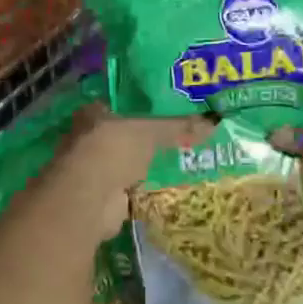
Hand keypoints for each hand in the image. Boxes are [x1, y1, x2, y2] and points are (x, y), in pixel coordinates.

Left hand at [46, 106, 214, 240]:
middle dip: (145, 140)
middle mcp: (88, 139)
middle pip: (123, 135)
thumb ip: (179, 127)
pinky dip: (143, 190)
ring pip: (125, 163)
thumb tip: (214, 122)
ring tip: (177, 163)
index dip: (142, 108)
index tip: (168, 111)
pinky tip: (165, 189)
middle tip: (179, 139)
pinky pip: (129, 189)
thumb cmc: (113, 149)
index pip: (121, 105)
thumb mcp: (151, 131)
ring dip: (143, 167)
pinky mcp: (101, 197)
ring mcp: (93, 170)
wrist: (89, 198)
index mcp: (93, 114)